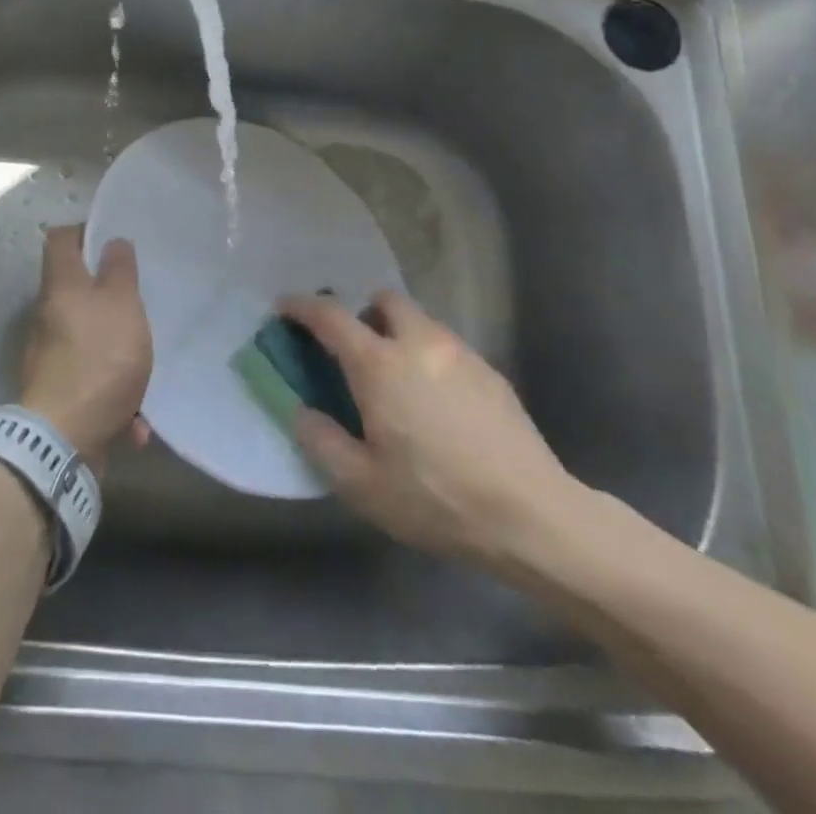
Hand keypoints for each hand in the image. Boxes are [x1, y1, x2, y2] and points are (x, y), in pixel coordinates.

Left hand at [20, 226, 153, 465]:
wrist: (64, 439)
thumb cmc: (99, 358)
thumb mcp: (122, 305)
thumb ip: (120, 271)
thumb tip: (112, 242)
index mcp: (61, 286)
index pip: (60, 239)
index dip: (84, 232)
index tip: (112, 241)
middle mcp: (49, 316)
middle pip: (75, 291)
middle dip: (108, 297)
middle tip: (138, 300)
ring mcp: (51, 357)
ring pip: (88, 339)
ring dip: (117, 351)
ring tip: (145, 364)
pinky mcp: (59, 393)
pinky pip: (92, 383)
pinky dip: (114, 396)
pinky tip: (136, 420)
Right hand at [282, 292, 588, 574]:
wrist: (531, 516)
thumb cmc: (436, 499)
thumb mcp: (362, 485)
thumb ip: (322, 442)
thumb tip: (303, 412)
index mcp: (379, 365)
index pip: (330, 317)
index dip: (302, 306)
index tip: (285, 306)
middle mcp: (419, 344)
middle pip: (386, 300)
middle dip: (364, 312)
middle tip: (356, 350)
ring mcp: (460, 354)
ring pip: (421, 322)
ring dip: (400, 334)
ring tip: (399, 382)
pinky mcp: (491, 373)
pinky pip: (448, 348)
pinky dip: (430, 358)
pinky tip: (438, 405)